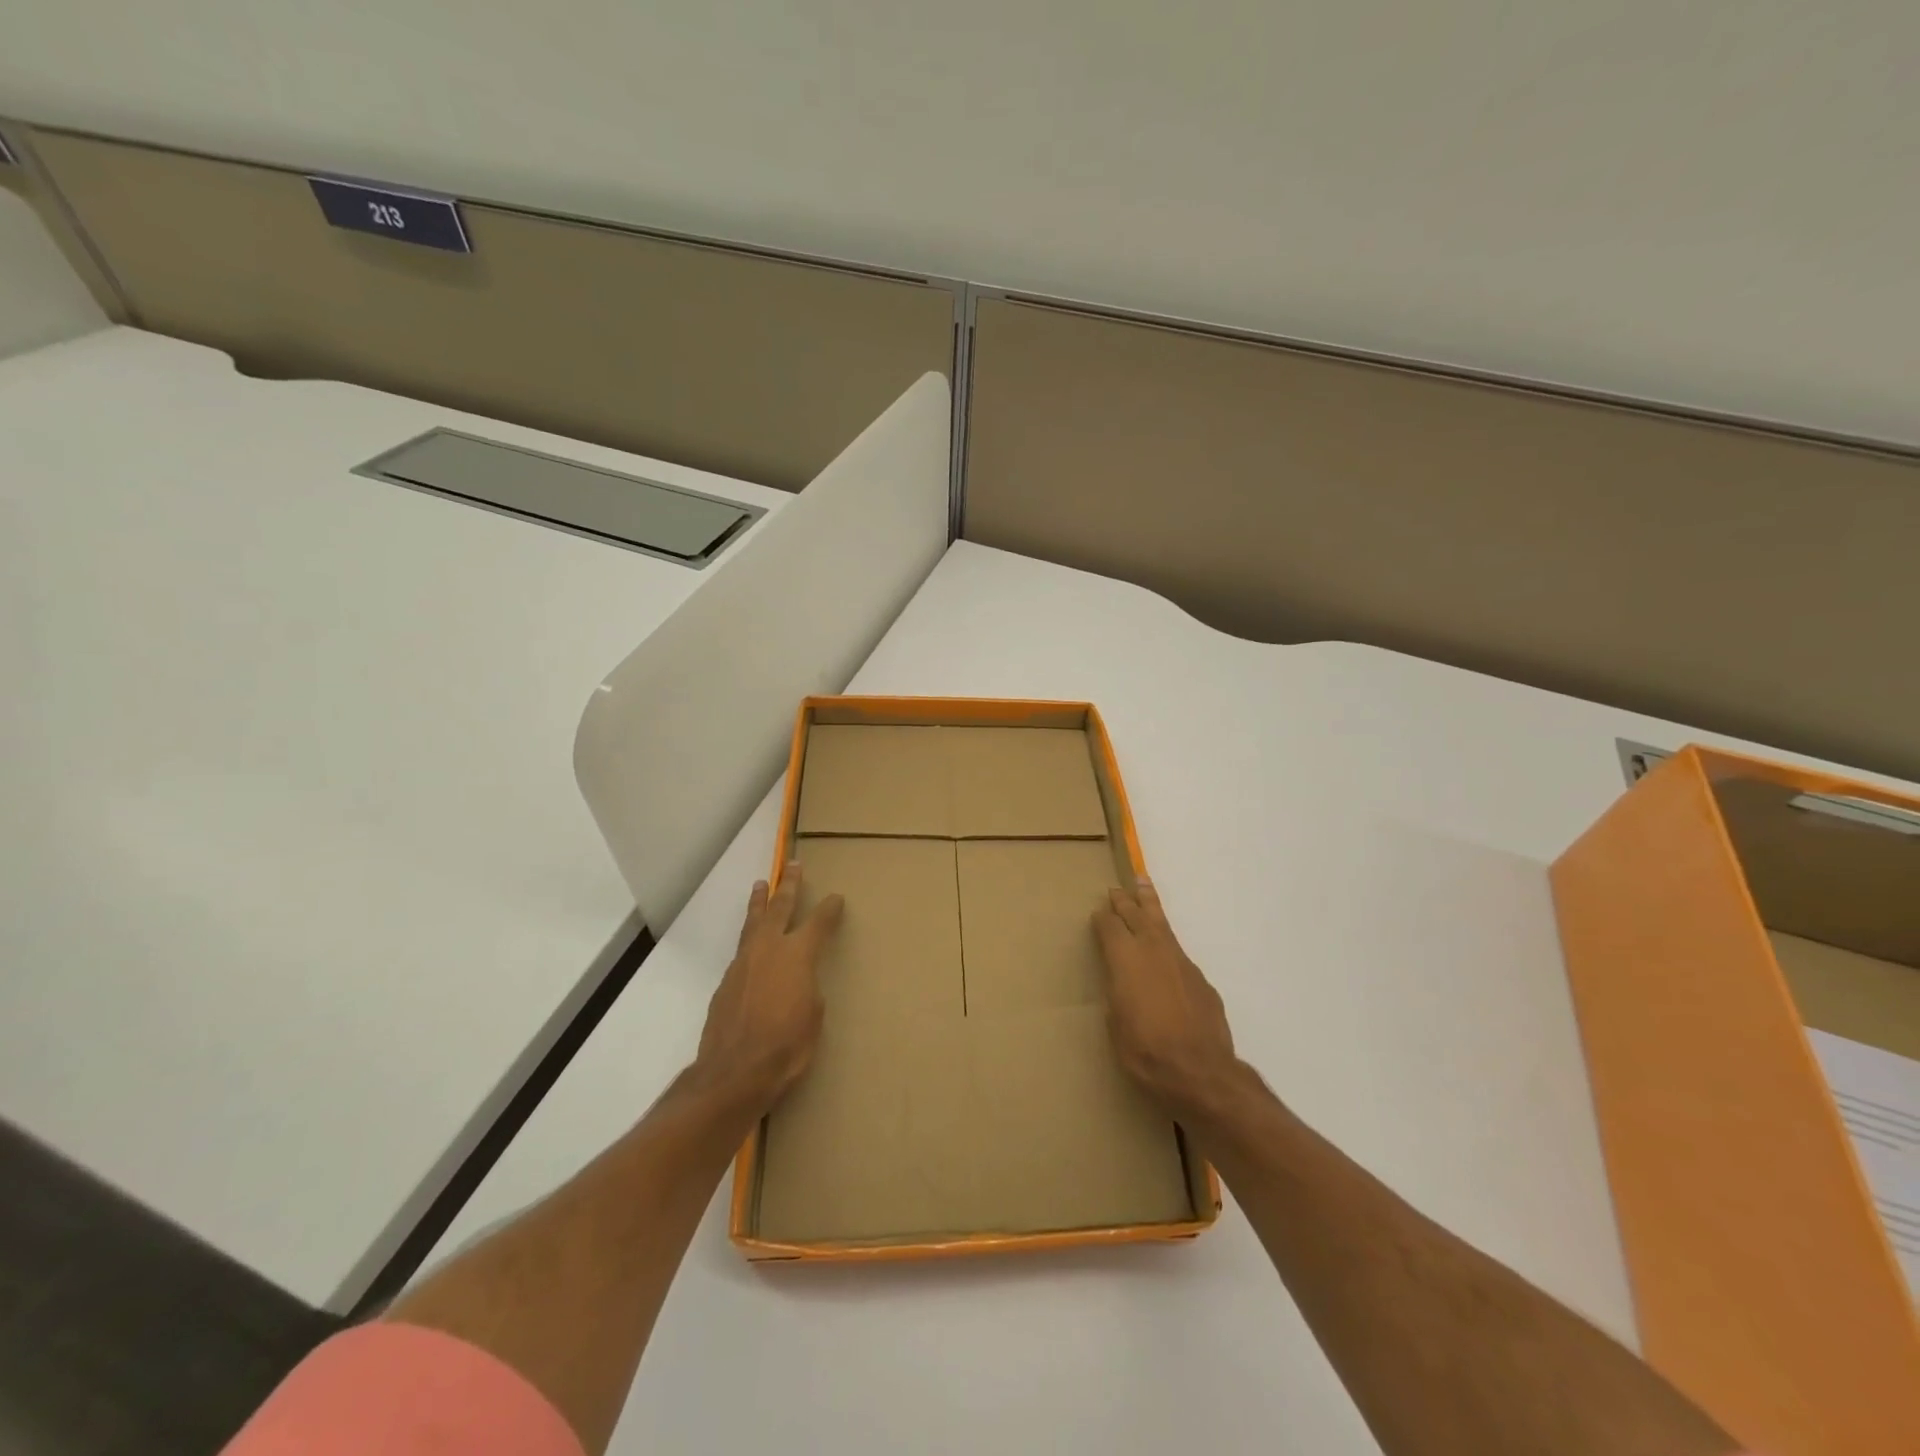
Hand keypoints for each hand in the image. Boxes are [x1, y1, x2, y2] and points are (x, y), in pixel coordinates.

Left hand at [694, 865, 843, 1116]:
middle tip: (792, 865)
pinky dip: (750, 939)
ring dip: (760, 903)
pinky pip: (742, 950)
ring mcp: (743, 963)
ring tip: (761, 885)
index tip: (836, 898)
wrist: (734, 1072)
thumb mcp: (813, 1017)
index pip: (818, 922)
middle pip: (780, 907)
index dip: (830, 909)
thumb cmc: (787, 1046)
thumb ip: (808, 990)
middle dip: (789, 886)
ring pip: (753, 923)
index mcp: (798, 955)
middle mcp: (769, 949)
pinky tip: (752, 944)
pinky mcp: (726, 982)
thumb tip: (800, 983)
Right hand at [1092, 879, 1239, 1123]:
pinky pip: (1177, 950)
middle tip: (1116, 889)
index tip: (1097, 913)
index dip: (1101, 919)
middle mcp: (1152, 950)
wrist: (1200, 1072)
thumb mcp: (1116, 1024)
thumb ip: (1117, 994)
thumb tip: (1122, 983)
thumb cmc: (1145, 1052)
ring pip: (1161, 923)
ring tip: (1143, 885)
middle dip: (1124, 901)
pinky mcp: (1199, 978)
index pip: (1109, 927)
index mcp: (1124, 958)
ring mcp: (1180, 961)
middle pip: (1135, 914)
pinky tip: (1164, 950)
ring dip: (1149, 904)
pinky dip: (1167, 942)